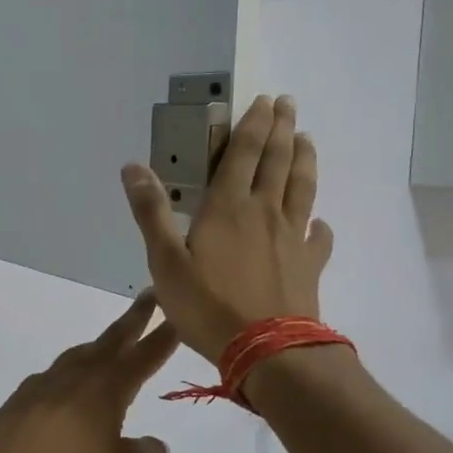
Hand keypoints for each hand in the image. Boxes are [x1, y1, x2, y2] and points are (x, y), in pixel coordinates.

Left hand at [0, 292, 179, 452]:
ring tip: (111, 342)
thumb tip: (155, 445)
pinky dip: (72, 369)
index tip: (176, 316)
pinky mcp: (22, 397)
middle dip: (133, 319)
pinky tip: (69, 383)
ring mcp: (46, 383)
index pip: (142, 357)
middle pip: (111, 341)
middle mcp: (77, 376)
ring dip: (101, 343)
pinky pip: (56, 373)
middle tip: (149, 296)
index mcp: (106, 390)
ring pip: (80, 353)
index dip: (162, 338)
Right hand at [120, 94, 332, 362]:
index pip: (244, 154)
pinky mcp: (309, 265)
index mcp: (228, 207)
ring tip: (306, 139)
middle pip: (278, 161)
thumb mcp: (165, 261)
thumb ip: (151, 212)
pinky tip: (320, 222)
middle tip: (288, 105)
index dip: (253, 125)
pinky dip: (320, 224)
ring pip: (302, 188)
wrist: (267, 350)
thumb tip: (132, 167)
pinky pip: (319, 236)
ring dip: (304, 160)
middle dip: (282, 130)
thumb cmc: (208, 305)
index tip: (265, 101)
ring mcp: (292, 238)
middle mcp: (264, 212)